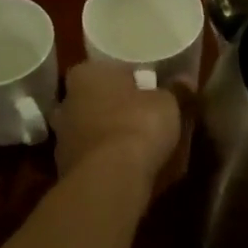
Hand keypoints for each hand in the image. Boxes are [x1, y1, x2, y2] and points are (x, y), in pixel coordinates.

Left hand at [52, 61, 191, 196]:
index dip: (132, 79)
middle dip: (117, 107)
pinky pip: (91, 156)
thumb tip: (185, 81)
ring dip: (110, 135)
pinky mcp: (65, 167)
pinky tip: (126, 166)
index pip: (110, 70)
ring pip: (91, 129)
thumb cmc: (138, 124)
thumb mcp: (168, 103)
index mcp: (86, 74)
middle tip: (145, 115)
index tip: (150, 90)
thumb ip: (176, 90)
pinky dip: (105, 159)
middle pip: (97, 99)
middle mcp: (66, 101)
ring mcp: (62, 137)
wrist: (111, 177)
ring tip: (138, 144)